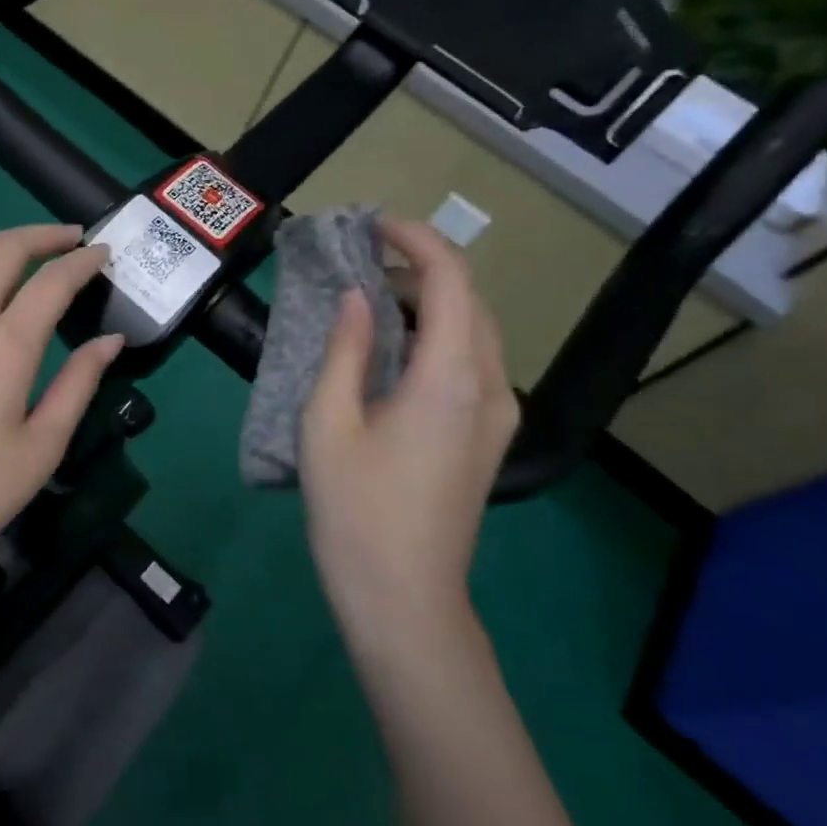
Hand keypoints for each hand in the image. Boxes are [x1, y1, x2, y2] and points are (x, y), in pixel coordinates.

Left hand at [0, 224, 123, 592]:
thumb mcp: (42, 448)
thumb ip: (79, 385)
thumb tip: (111, 340)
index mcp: (5, 346)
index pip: (52, 282)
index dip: (83, 262)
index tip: (104, 254)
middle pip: (2, 250)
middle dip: (41, 235)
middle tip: (70, 239)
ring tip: (22, 255)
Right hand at [299, 219, 518, 616]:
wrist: (404, 598)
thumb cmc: (356, 510)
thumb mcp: (329, 423)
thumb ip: (345, 350)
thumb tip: (357, 297)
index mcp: (449, 379)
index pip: (451, 281)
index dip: (416, 241)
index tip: (373, 227)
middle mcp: (490, 388)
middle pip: (471, 301)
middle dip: (422, 268)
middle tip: (362, 263)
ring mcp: (497, 416)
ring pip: (478, 333)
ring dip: (432, 302)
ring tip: (373, 300)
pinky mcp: (489, 438)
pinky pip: (474, 364)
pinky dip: (440, 337)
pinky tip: (396, 352)